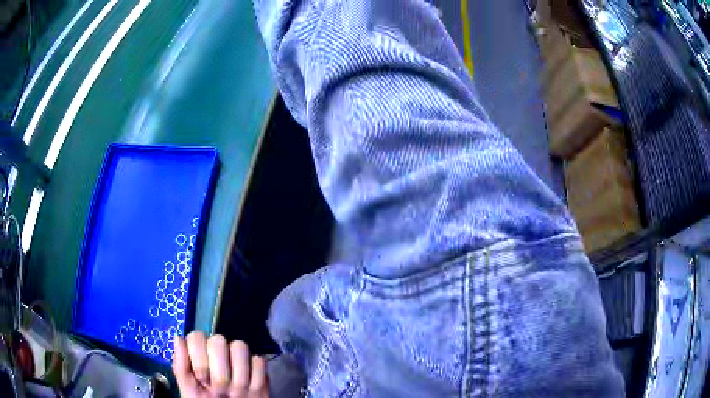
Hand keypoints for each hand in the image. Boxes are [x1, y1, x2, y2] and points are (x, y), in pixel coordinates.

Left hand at [173, 332, 268, 397]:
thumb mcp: (189, 388)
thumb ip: (181, 366)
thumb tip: (178, 338)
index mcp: (199, 354)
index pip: (197, 337)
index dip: (199, 358)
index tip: (202, 379)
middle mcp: (219, 353)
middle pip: (219, 340)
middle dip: (219, 369)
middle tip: (219, 389)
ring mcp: (240, 360)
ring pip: (240, 347)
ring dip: (237, 374)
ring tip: (234, 392)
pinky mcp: (259, 370)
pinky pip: (259, 362)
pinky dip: (254, 378)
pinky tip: (249, 391)